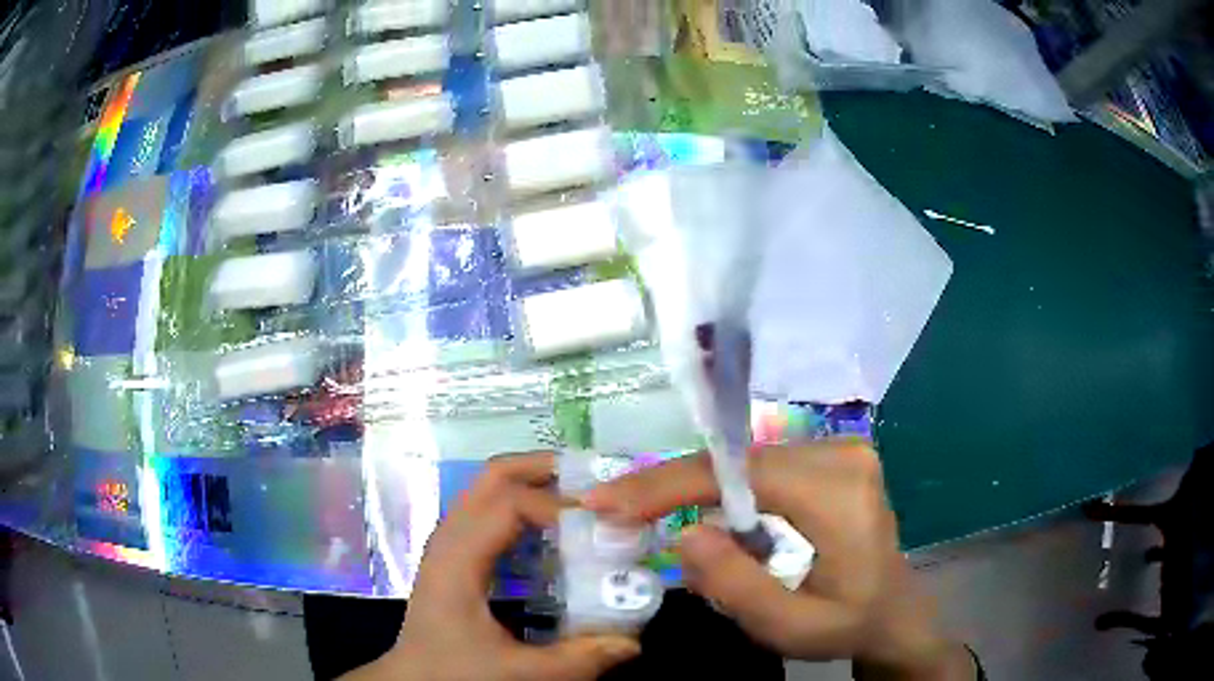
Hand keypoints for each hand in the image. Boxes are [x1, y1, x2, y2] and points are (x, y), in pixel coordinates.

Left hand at [345, 452, 639, 680]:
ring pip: (488, 489)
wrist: (413, 680)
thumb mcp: (519, 672)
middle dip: (544, 469)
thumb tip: (634, 642)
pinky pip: (489, 512)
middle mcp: (450, 539)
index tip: (602, 526)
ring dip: (534, 484)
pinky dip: (522, 506)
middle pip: (493, 477)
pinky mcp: (454, 555)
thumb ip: (578, 660)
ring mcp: (449, 543)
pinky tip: (552, 534)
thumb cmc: (455, 673)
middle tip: (594, 482)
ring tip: (581, 502)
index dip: (558, 506)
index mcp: (458, 560)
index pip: (508, 504)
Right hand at [583, 441, 975, 679]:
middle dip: (672, 490)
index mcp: (839, 491)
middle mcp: (841, 453)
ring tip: (646, 516)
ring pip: (744, 465)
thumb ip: (736, 584)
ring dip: (695, 492)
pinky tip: (702, 517)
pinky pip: (761, 471)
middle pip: (737, 463)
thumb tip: (683, 534)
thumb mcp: (790, 626)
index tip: (606, 501)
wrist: (893, 612)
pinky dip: (722, 493)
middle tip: (613, 511)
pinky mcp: (830, 458)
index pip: (739, 475)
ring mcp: (839, 449)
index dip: (666, 485)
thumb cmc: (847, 623)